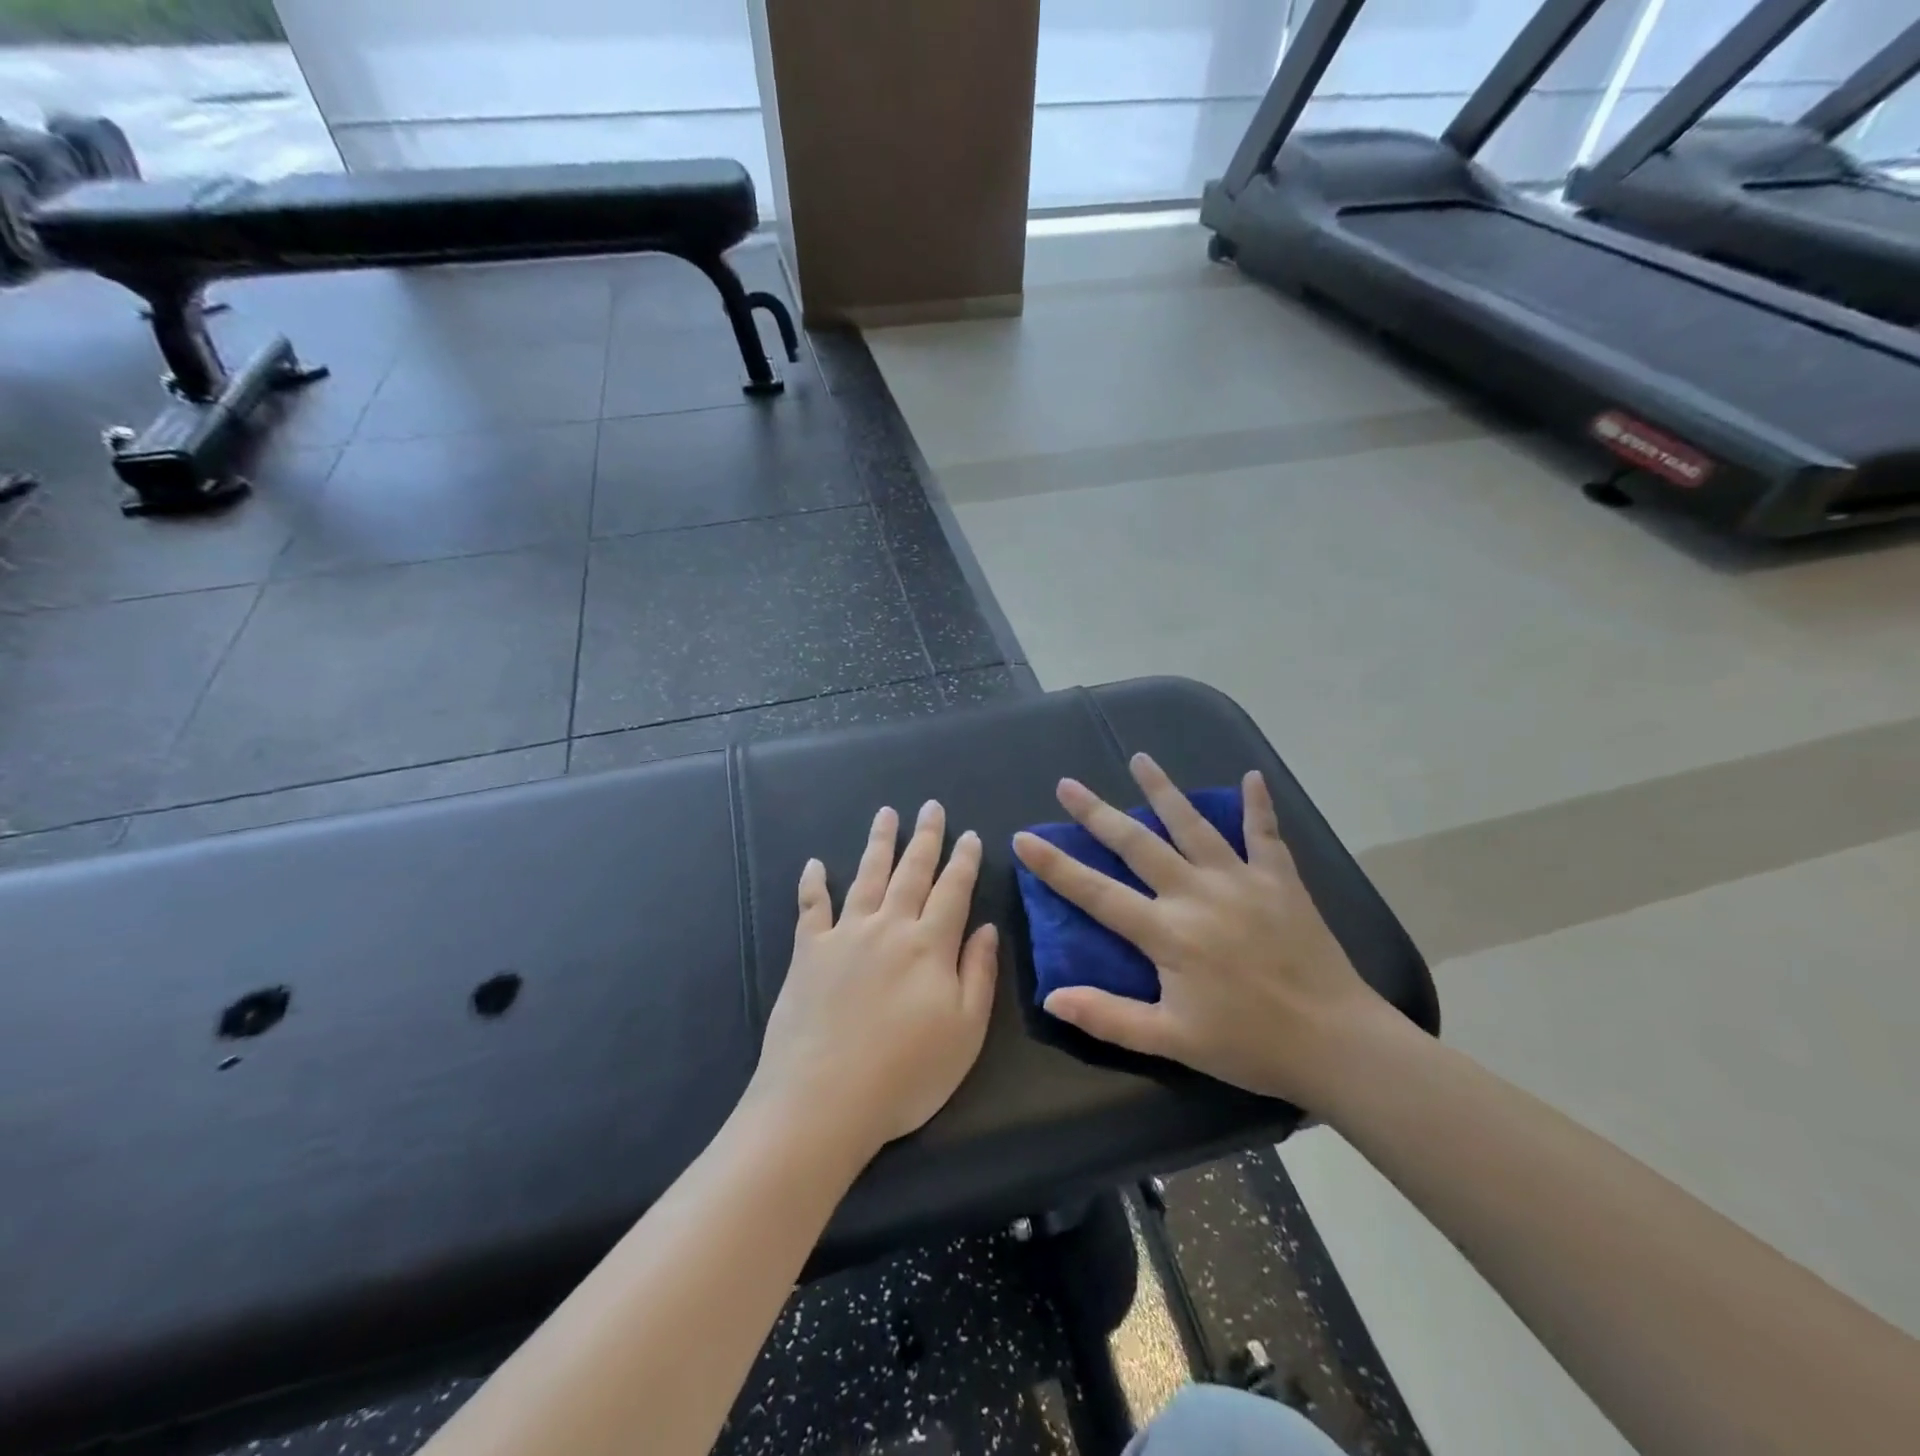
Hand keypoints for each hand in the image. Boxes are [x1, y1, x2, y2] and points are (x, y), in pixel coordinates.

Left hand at [751, 801, 998, 1160]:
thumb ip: (979, 974)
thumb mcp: (965, 1032)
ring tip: (886, 813)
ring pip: (867, 876)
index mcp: (930, 946)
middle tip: (931, 806)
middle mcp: (889, 927)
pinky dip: (813, 883)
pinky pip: (811, 907)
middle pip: (912, 872)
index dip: (965, 861)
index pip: (953, 891)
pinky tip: (814, 864)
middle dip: (926, 837)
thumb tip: (987, 928)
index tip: (971, 835)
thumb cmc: (905, 1074)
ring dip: (879, 843)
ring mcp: (845, 935)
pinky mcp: (808, 952)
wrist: (823, 1099)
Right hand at [1012, 754, 1389, 1109]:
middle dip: (1097, 813)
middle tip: (1067, 784)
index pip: (1097, 893)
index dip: (1056, 866)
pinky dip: (1258, 805)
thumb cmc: (1250, 1045)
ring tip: (1139, 758)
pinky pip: (1266, 834)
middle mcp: (1196, 893)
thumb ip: (1109, 1017)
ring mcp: (1240, 880)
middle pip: (1137, 843)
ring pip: (1193, 824)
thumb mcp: (1172, 1041)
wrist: (1337, 1043)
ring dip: (1163, 789)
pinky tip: (1251, 777)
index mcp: (1167, 932)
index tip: (1024, 838)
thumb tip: (1052, 997)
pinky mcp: (1280, 880)